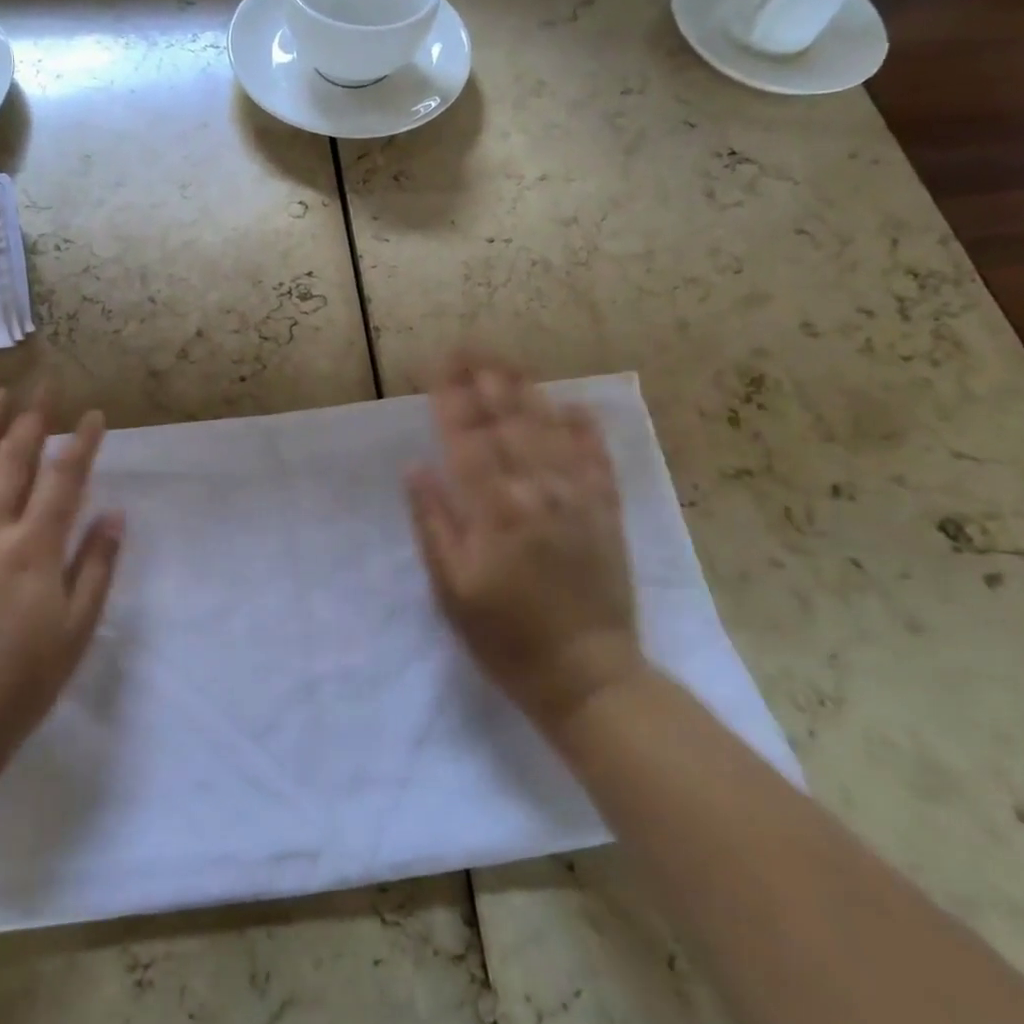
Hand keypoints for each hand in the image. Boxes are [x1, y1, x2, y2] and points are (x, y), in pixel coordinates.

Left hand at [0, 388, 123, 769]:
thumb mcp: (76, 630)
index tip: (92, 415)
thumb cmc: (20, 684)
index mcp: (34, 548)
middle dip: (33, 419)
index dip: (81, 443)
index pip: (64, 480)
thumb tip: (116, 514)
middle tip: (44, 384)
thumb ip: (96, 566)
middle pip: (15, 462)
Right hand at [405, 353, 642, 732]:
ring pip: (550, 430)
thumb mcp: (451, 589)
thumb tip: (417, 469)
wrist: (588, 677)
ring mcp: (577, 498)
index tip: (438, 364)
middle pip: (508, 422)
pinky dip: (585, 429)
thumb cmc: (505, 638)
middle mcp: (536, 492)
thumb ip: (434, 523)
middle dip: (485, 379)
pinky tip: (573, 405)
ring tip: (507, 361)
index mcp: (493, 511)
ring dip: (526, 391)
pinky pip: (597, 459)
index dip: (451, 398)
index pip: (467, 439)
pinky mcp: (607, 512)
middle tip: (469, 346)